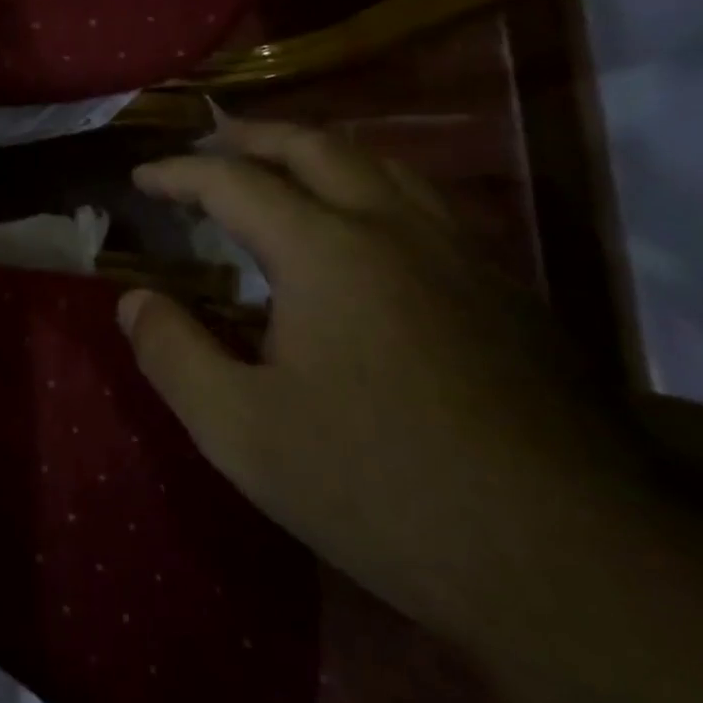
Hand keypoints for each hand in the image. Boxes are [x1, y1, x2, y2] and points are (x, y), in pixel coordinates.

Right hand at [119, 120, 638, 643]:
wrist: (569, 565)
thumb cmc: (380, 488)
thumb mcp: (241, 431)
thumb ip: (172, 355)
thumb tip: (133, 300)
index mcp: (326, 251)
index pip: (234, 182)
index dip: (179, 173)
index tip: (142, 177)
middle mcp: (394, 229)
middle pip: (315, 146)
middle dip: (253, 137)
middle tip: (210, 143)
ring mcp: (462, 255)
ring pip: (384, 164)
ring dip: (320, 151)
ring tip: (284, 167)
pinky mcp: (506, 292)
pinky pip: (427, 205)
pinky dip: (374, 187)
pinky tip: (369, 230)